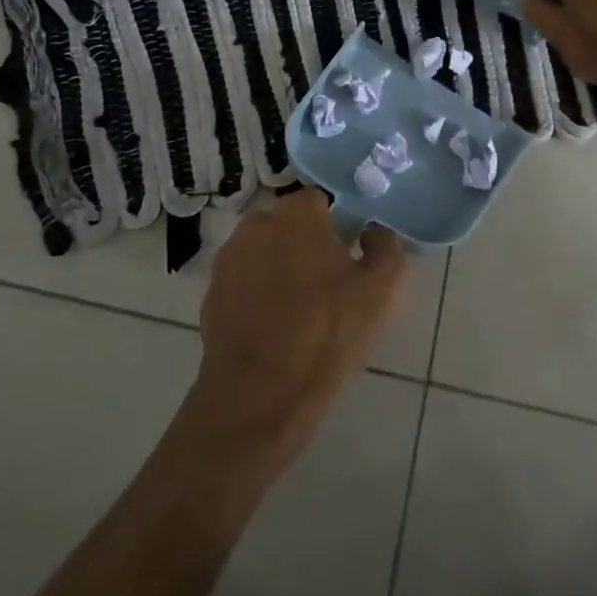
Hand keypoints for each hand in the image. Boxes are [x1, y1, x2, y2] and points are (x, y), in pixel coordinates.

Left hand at [192, 191, 407, 462]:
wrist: (260, 394)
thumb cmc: (327, 332)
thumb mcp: (381, 290)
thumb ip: (386, 247)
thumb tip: (375, 231)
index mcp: (296, 214)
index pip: (319, 201)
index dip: (336, 225)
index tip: (349, 255)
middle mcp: (256, 224)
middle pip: (288, 225)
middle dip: (306, 244)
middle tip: (328, 283)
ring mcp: (227, 259)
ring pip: (263, 252)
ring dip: (279, 268)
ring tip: (300, 309)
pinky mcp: (210, 293)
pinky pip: (243, 282)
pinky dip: (257, 295)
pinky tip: (274, 328)